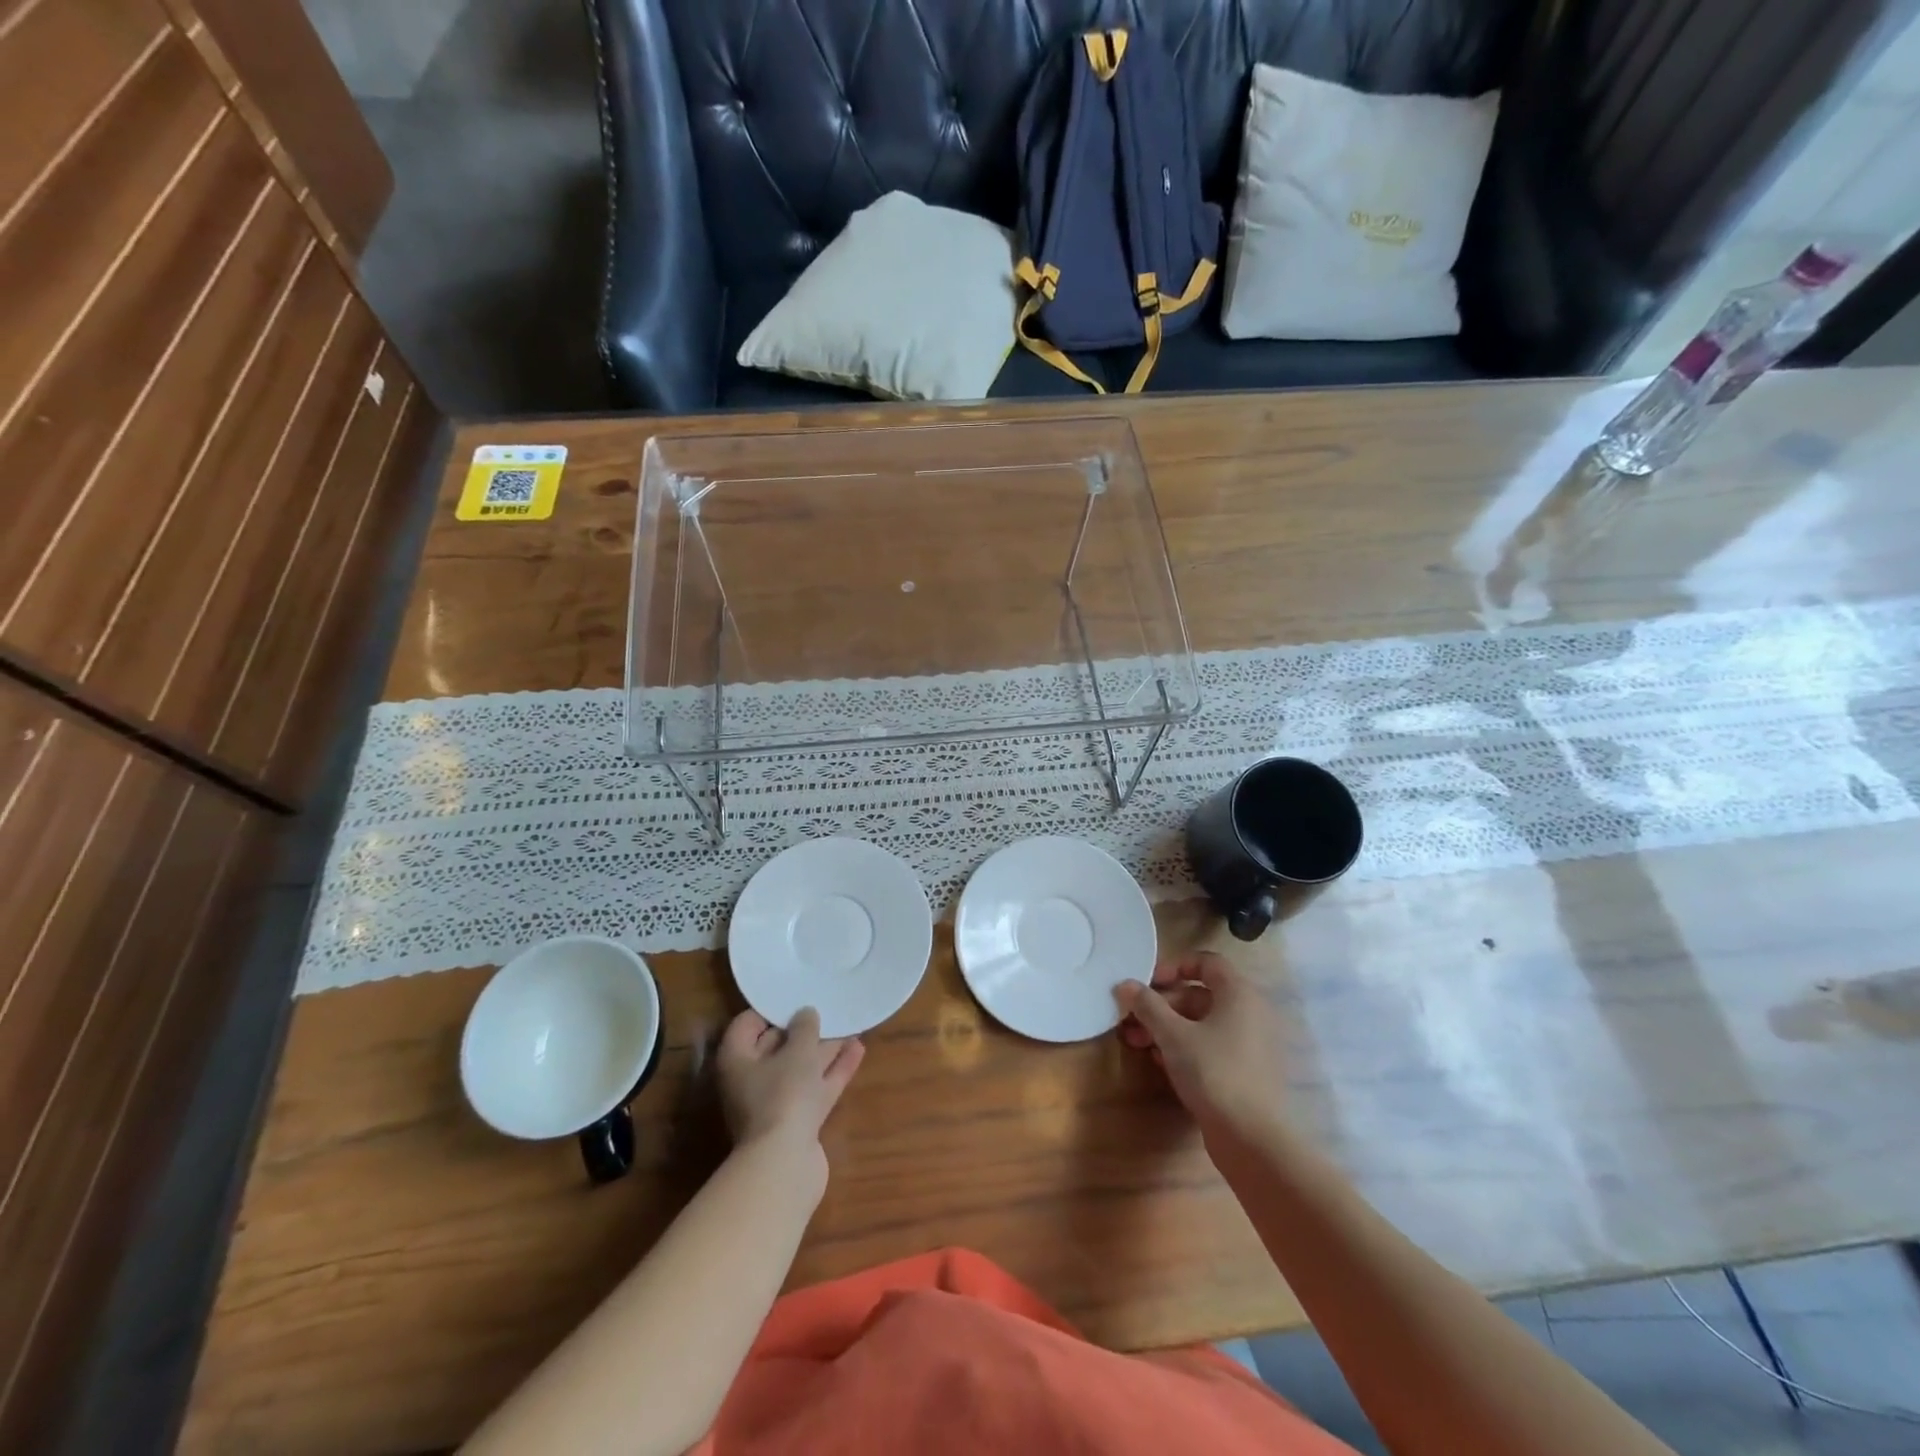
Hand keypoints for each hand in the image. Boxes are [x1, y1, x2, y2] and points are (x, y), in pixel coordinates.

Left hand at [716, 1007, 864, 1151]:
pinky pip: (816, 1087)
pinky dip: (834, 1070)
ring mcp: (775, 1103)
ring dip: (824, 1048)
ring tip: (850, 1024)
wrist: (785, 1164)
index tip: (796, 994)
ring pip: (801, 1067)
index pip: (748, 1024)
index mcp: (737, 1059)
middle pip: (777, 1046)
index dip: (770, 1008)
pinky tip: (858, 1050)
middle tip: (827, 1006)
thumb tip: (806, 1013)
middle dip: (802, 1028)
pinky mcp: (798, 1121)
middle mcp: (751, 1080)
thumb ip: (804, 1028)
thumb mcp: (798, 1051)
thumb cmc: (783, 1095)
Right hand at [1116, 952, 1288, 1138]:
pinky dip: (1187, 1048)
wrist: (1253, 1139)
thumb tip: (1125, 984)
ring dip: (1169, 1028)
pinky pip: (1213, 1047)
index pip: (1207, 961)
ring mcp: (1252, 1045)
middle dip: (1162, 1005)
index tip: (1148, 983)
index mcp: (1239, 994)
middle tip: (1132, 1019)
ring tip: (1139, 1043)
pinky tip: (1161, 1063)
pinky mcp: (1247, 1073)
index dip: (1175, 966)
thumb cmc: (1213, 1072)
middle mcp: (1251, 1013)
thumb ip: (1147, 1005)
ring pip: (1204, 1024)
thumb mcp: (1172, 1035)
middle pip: (1201, 995)